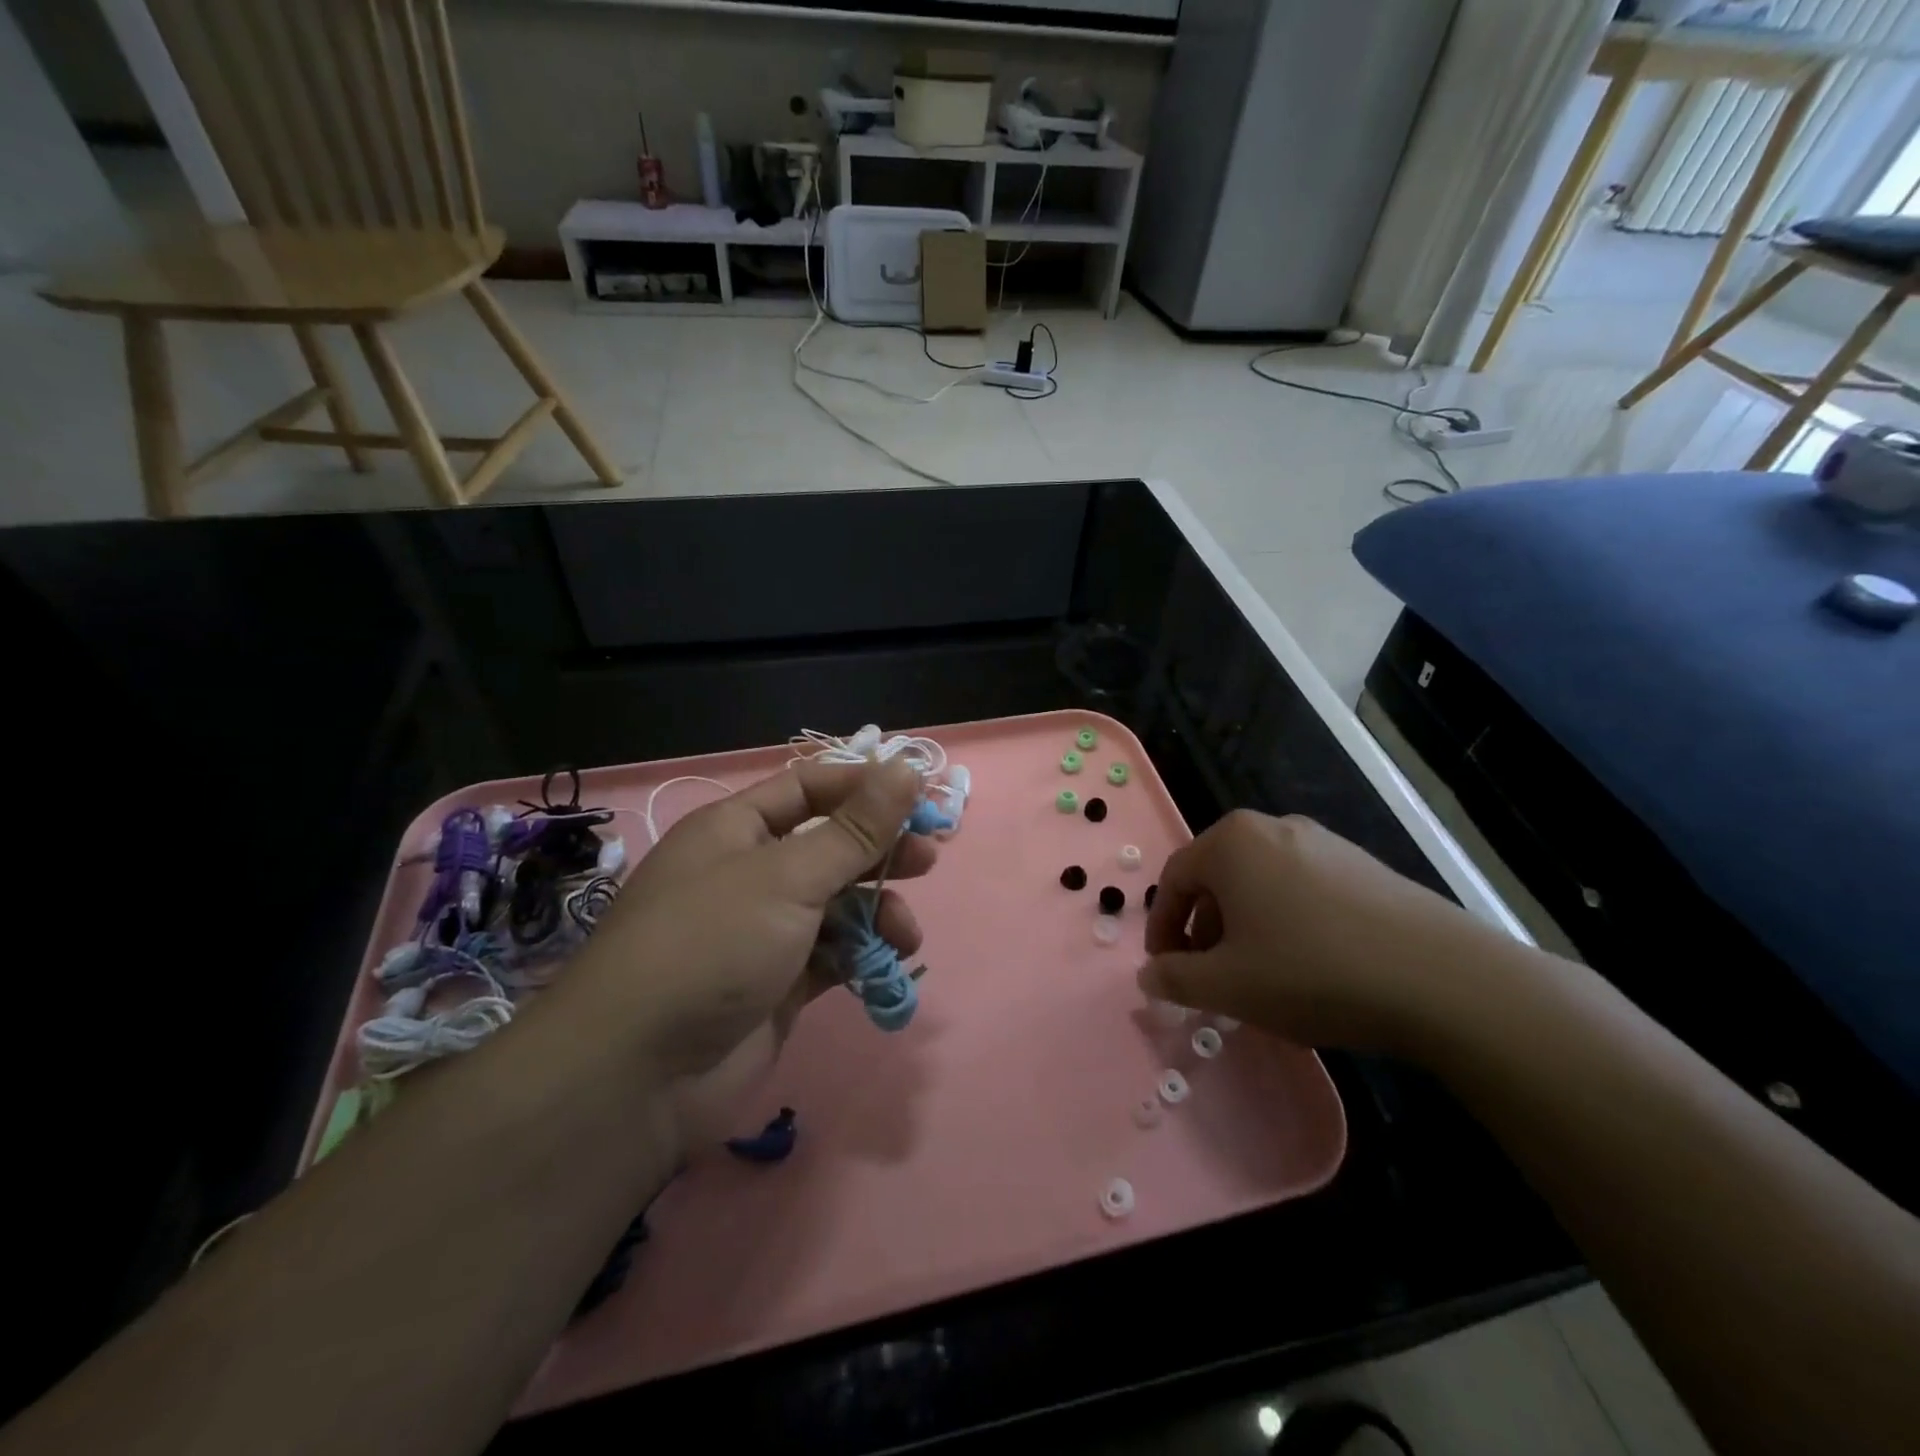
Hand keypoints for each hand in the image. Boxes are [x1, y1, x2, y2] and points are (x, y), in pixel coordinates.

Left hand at [556, 756, 932, 1082]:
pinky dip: (861, 956)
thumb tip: (907, 768)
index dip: (863, 787)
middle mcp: (750, 873)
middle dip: (879, 851)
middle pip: (829, 845)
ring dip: (877, 912)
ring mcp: (764, 931)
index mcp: (736, 829)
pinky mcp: (779, 984)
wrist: (639, 1076)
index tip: (919, 797)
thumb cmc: (712, 946)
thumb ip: (855, 829)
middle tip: (928, 860)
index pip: (809, 788)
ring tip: (905, 935)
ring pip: (837, 905)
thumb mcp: (788, 877)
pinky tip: (885, 966)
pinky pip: (832, 955)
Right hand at [1138, 811, 1497, 1055]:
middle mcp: (1273, 828)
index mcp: (1231, 842)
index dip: (1162, 929)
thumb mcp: (1227, 985)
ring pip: (1260, 884)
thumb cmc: (1311, 971)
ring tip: (1259, 976)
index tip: (1166, 971)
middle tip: (1210, 977)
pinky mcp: (1364, 866)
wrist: (1441, 979)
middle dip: (1204, 930)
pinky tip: (1309, 967)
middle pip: (1217, 879)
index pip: (1173, 880)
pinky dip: (1287, 923)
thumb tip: (1148, 975)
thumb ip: (1174, 978)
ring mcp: (1324, 843)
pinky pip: (1302, 890)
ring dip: (1244, 928)